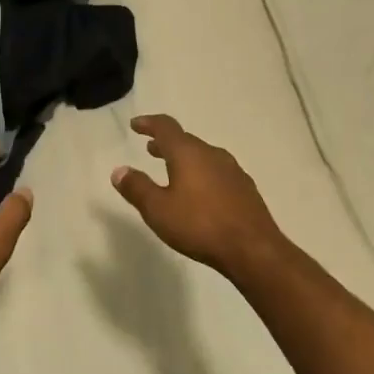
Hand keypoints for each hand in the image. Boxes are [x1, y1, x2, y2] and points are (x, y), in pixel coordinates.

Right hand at [111, 116, 283, 275]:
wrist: (254, 249)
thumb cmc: (200, 225)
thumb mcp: (158, 210)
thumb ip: (137, 188)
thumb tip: (119, 170)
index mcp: (188, 153)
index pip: (165, 127)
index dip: (149, 123)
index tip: (136, 125)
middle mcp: (211, 154)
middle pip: (185, 141)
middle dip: (166, 143)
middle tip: (151, 149)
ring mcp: (232, 170)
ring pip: (203, 156)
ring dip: (185, 159)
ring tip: (173, 171)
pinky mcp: (245, 188)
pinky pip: (217, 172)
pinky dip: (202, 173)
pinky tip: (201, 193)